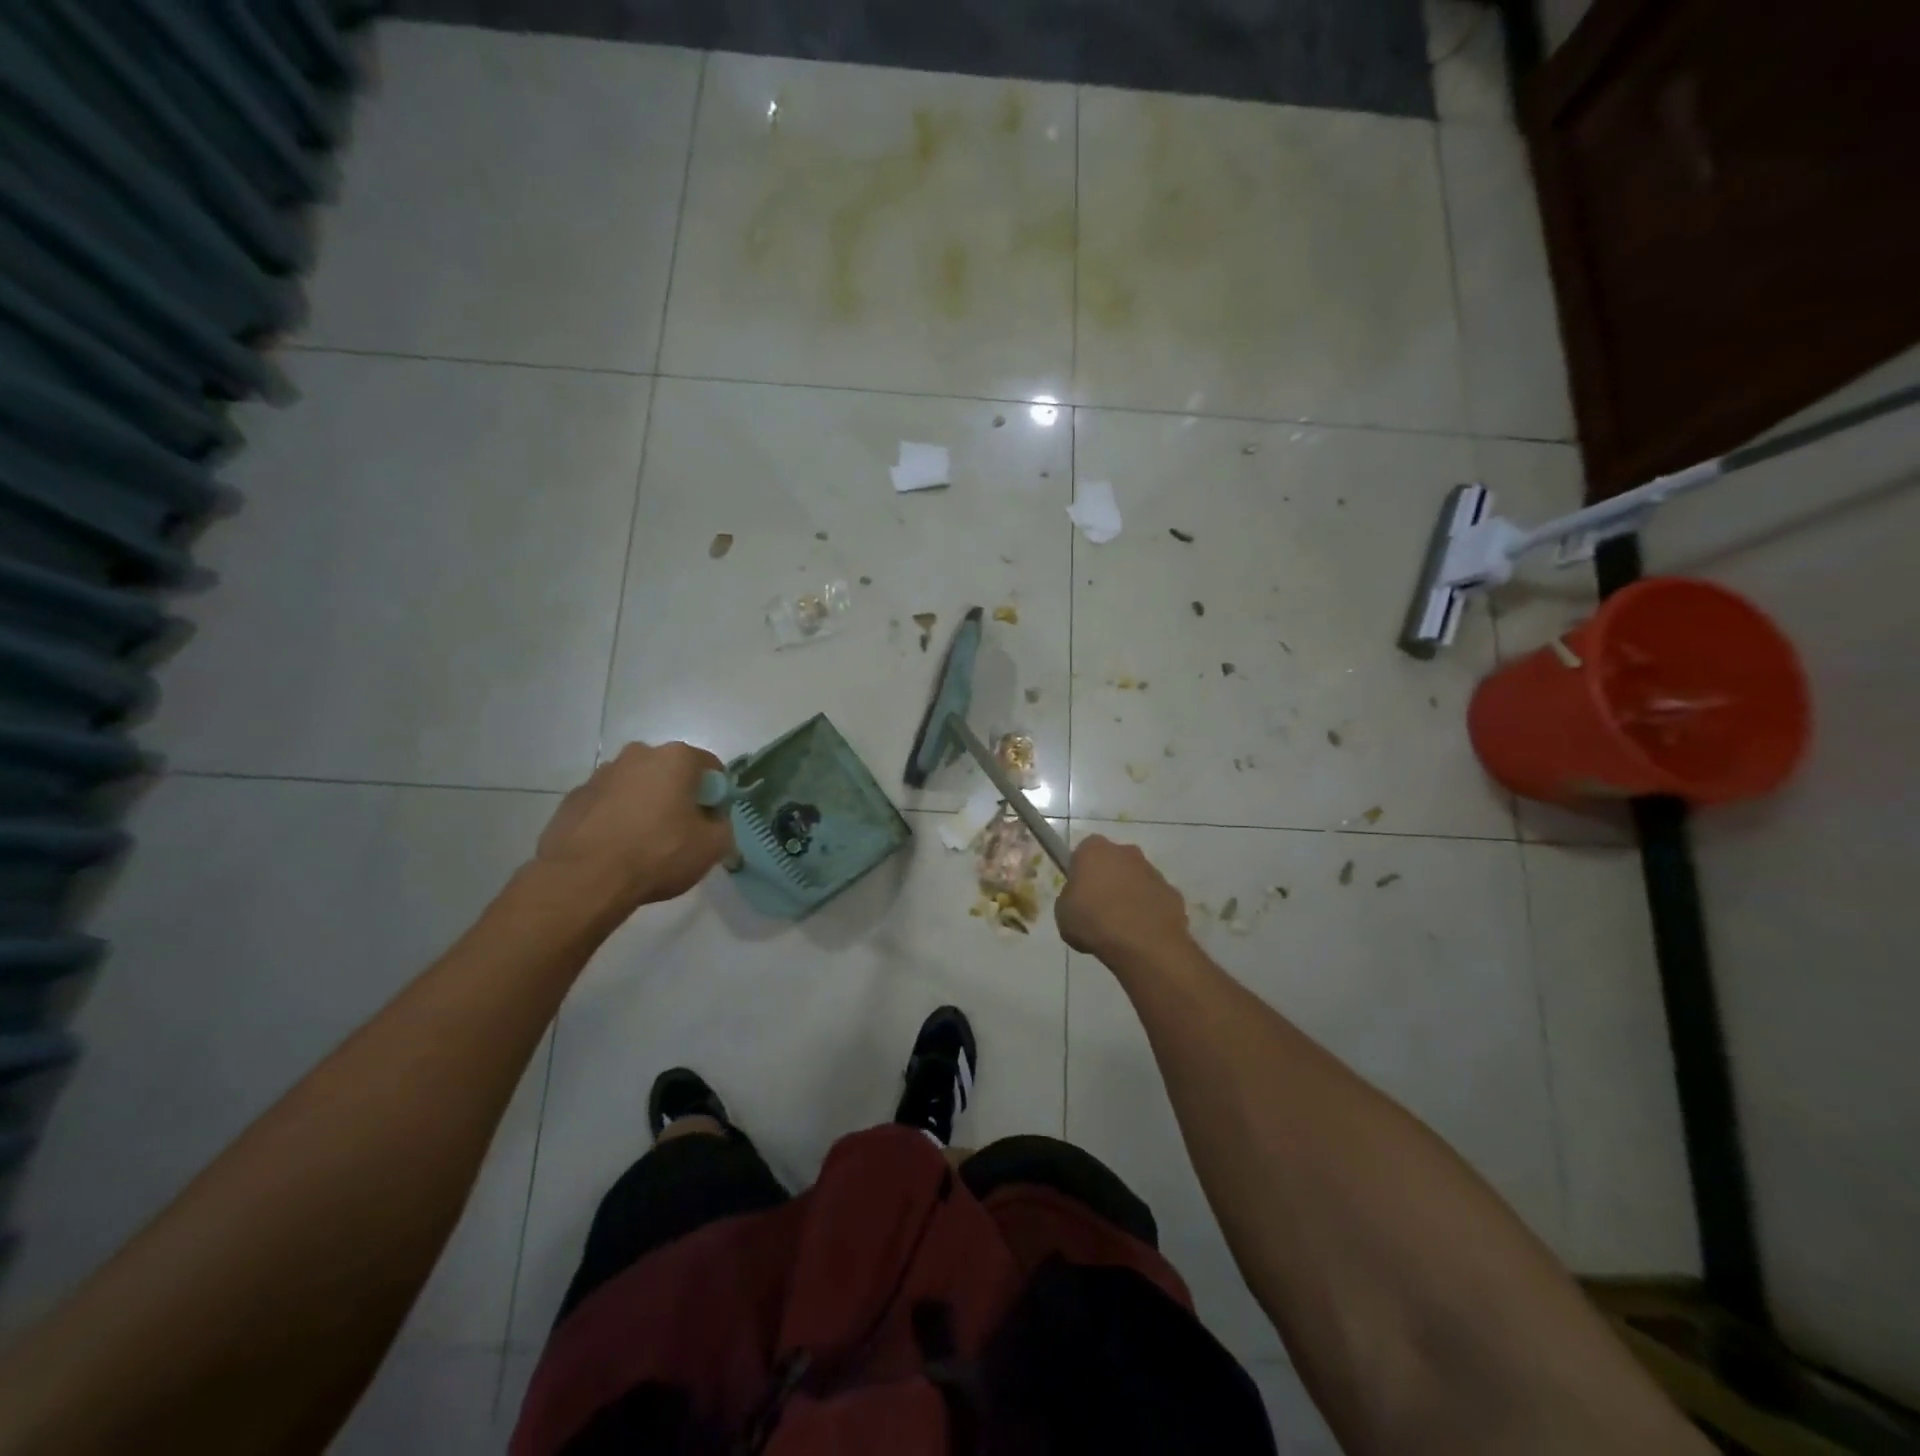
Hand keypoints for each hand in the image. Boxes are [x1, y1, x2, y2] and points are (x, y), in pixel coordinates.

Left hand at [536, 741, 734, 912]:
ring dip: (645, 805)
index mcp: (676, 758)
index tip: (713, 820)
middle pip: (670, 772)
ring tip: (644, 843)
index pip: (711, 767)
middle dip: (678, 796)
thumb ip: (722, 826)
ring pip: (636, 786)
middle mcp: (637, 755)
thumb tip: (713, 821)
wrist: (584, 879)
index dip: (717, 795)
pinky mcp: (573, 798)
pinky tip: (615, 848)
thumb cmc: (658, 854)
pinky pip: (607, 804)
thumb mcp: (712, 846)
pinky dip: (615, 819)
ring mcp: (600, 775)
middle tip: (681, 831)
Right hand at [1055, 835, 1190, 962]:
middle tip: (1098, 909)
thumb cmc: (1094, 921)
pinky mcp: (1173, 893)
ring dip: (1130, 896)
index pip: (1084, 852)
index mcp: (1095, 850)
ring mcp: (1153, 872)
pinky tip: (1141, 934)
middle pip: (1114, 862)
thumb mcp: (1063, 912)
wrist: (1142, 944)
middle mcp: (1126, 852)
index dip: (1080, 871)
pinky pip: (1155, 900)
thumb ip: (1070, 899)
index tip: (1078, 892)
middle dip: (1108, 879)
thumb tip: (1081, 901)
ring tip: (1121, 927)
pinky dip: (1149, 912)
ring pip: (1137, 880)